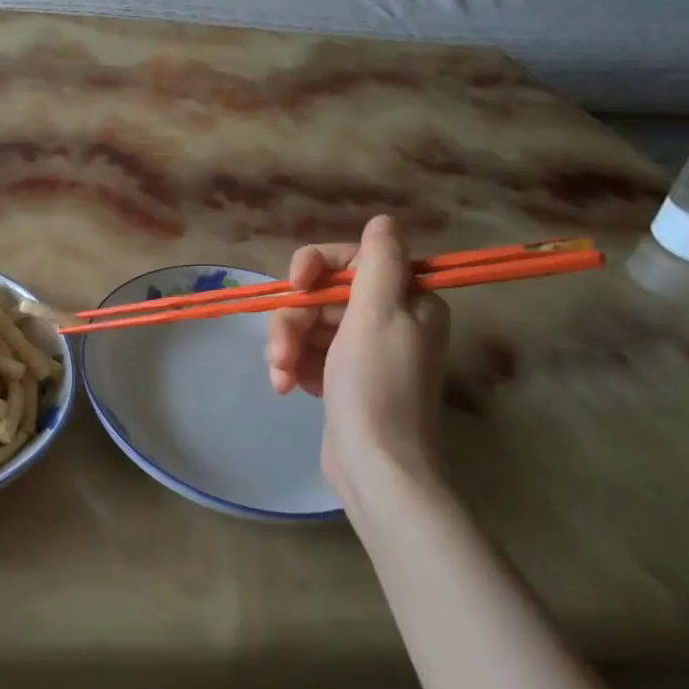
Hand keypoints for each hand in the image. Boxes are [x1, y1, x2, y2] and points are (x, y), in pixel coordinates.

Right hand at [267, 216, 450, 503]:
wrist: (376, 467)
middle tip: (280, 352)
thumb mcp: (378, 314)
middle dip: (295, 321)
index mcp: (408, 300)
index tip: (296, 284)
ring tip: (281, 377)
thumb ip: (379, 262)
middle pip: (324, 296)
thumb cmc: (377, 386)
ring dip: (288, 347)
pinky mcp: (344, 379)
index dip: (318, 266)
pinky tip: (287, 387)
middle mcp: (390, 320)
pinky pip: (310, 355)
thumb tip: (385, 221)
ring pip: (310, 326)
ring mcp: (365, 352)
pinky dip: (295, 367)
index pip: (354, 260)